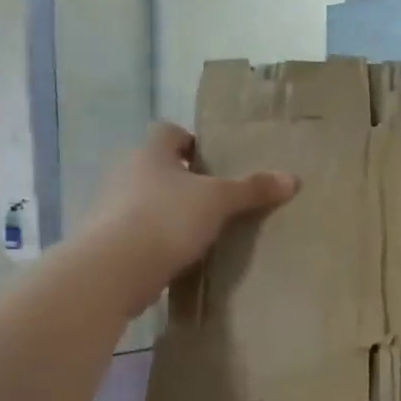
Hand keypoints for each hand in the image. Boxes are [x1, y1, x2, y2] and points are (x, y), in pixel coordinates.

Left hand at [84, 122, 297, 277]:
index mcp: (150, 153)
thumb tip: (293, 178)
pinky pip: (138, 232)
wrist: (115, 269)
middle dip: (182, 180)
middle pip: (156, 167)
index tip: (212, 161)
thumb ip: (253, 189)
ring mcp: (111, 208)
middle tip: (214, 198)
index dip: (190, 141)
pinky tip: (179, 256)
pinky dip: (156, 239)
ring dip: (168, 211)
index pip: (168, 132)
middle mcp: (125, 173)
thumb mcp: (219, 201)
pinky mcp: (108, 242)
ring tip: (200, 230)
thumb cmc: (168, 218)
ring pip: (146, 200)